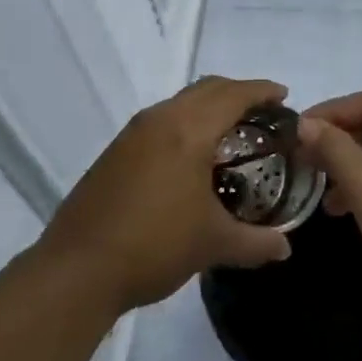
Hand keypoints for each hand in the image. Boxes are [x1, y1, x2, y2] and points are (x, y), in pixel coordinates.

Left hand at [40, 76, 292, 313]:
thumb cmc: (154, 246)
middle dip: (238, 92)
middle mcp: (161, 119)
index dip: (262, 91)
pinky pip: (162, 119)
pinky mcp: (115, 151)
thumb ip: (256, 242)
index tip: (284, 96)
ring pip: (181, 102)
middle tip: (262, 112)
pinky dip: (186, 122)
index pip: (234, 95)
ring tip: (230, 132)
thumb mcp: (212, 244)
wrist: (75, 272)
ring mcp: (133, 133)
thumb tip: (285, 249)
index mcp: (189, 131)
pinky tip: (191, 156)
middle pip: (207, 88)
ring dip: (209, 106)